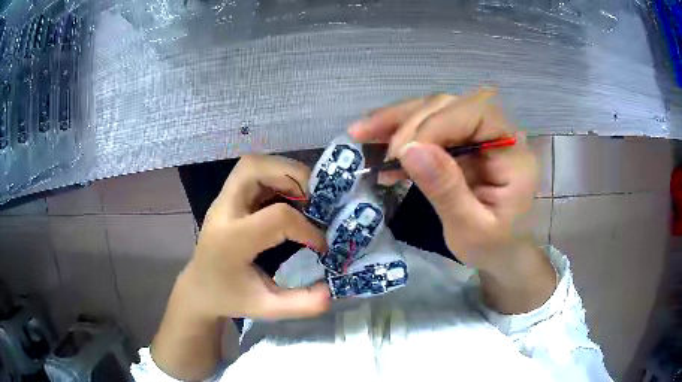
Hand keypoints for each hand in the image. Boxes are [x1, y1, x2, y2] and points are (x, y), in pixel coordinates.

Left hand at [177, 155, 329, 319]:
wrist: (199, 288)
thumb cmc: (230, 298)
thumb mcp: (266, 309)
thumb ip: (300, 304)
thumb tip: (332, 291)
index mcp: (231, 241)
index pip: (276, 217)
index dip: (306, 228)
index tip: (321, 246)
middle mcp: (223, 212)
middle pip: (253, 168)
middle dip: (291, 175)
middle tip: (314, 199)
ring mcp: (223, 201)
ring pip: (253, 164)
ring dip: (285, 172)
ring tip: (305, 197)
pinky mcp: (228, 198)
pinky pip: (254, 173)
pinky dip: (278, 177)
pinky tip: (290, 200)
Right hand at [349, 88, 536, 271]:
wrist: (503, 252)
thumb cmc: (493, 247)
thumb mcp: (470, 230)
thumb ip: (446, 190)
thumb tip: (410, 149)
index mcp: (513, 154)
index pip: (476, 113)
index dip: (436, 124)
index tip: (402, 153)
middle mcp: (499, 134)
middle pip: (452, 104)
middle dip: (409, 120)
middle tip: (374, 144)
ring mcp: (479, 136)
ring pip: (435, 110)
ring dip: (397, 120)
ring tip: (361, 132)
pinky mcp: (463, 143)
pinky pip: (429, 127)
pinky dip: (401, 134)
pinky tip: (377, 145)